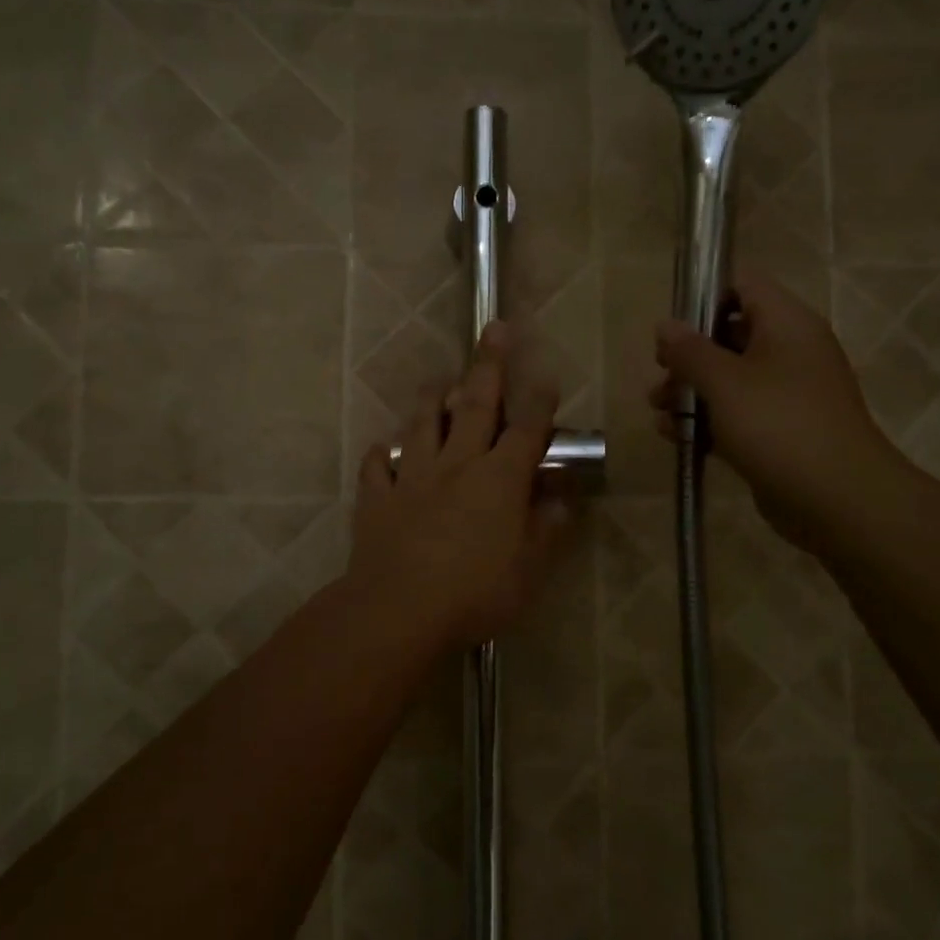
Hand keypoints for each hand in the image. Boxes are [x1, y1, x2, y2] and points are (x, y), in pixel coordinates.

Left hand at [349, 323, 568, 651]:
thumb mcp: (528, 569)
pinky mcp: (378, 499)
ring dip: (433, 399)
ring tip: (439, 380)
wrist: (398, 610)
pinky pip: (378, 468)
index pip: (526, 430)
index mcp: (499, 479)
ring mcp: (413, 478)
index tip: (546, 377)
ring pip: (422, 425)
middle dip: (488, 365)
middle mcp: (457, 466)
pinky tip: (382, 450)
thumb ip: (547, 529)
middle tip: (493, 329)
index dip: (539, 402)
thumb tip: (562, 499)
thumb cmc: (475, 592)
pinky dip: (381, 455)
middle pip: (476, 406)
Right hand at [650, 272, 897, 547]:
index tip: (672, 328)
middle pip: (731, 334)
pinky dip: (707, 420)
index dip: (705, 297)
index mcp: (787, 324)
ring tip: (657, 410)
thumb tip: (665, 325)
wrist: (835, 497)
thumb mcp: (724, 382)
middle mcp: (790, 351)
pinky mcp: (780, 431)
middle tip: (660, 375)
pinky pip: (737, 414)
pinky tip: (674, 436)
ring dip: (691, 391)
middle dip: (689, 355)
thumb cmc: (778, 425)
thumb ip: (690, 351)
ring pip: (730, 379)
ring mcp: (787, 394)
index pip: (744, 285)